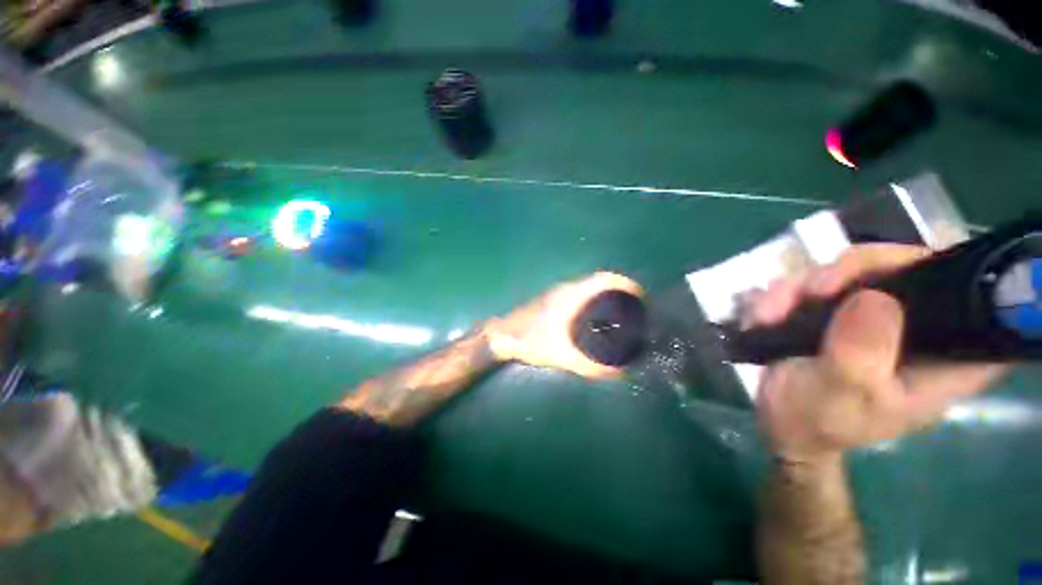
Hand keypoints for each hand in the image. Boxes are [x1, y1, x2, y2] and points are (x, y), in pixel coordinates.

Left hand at [486, 272, 643, 379]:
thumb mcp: (563, 356)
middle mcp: (567, 289)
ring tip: (620, 312)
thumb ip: (590, 367)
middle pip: (600, 282)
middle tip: (635, 309)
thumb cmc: (532, 341)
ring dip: (605, 295)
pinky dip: (593, 300)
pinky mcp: (553, 299)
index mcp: (572, 296)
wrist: (504, 335)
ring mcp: (559, 292)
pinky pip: (580, 294)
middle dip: (619, 291)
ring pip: (589, 288)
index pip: (604, 280)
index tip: (641, 296)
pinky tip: (595, 317)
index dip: (625, 284)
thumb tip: (618, 373)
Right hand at [747, 244, 1008, 462]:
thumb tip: (873, 298)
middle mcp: (922, 328)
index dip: (945, 272)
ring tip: (767, 313)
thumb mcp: (841, 394)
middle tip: (808, 291)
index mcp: (948, 358)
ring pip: (853, 270)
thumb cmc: (821, 420)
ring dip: (802, 286)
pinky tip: (764, 314)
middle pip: (906, 266)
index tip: (893, 276)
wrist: (784, 423)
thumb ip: (861, 354)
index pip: (978, 298)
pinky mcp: (844, 311)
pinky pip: (820, 282)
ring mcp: (880, 316)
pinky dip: (787, 293)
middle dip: (848, 273)